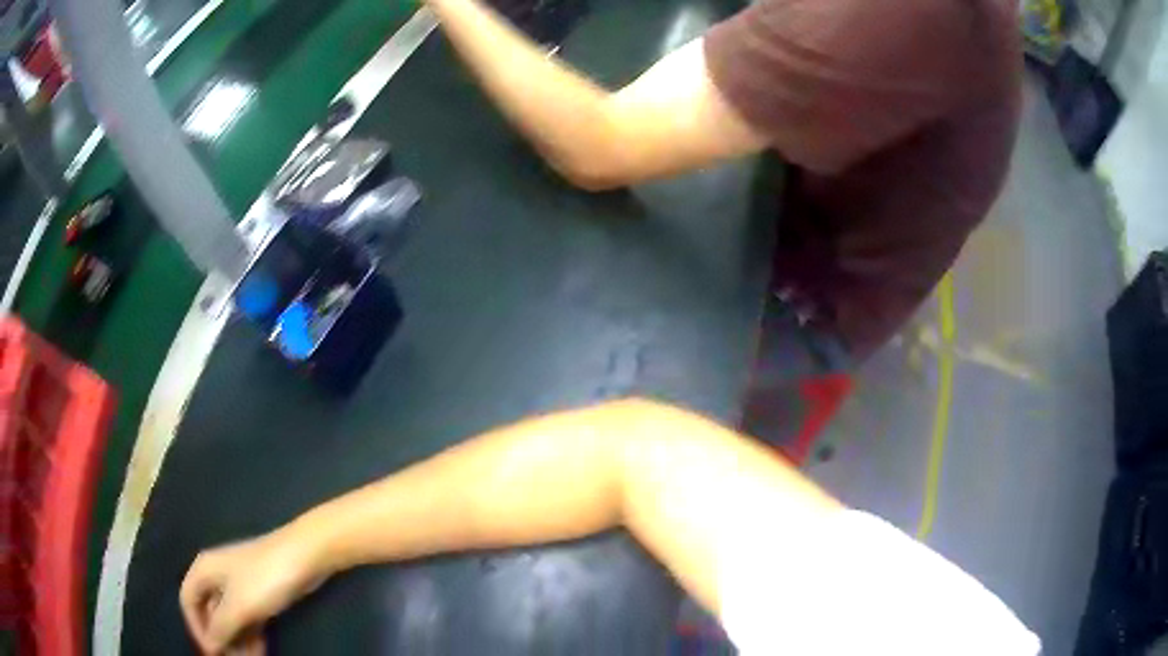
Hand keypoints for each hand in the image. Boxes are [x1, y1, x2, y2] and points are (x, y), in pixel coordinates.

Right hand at [180, 529, 326, 654]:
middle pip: (210, 612)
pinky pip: (248, 619)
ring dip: (237, 641)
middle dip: (220, 639)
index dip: (196, 628)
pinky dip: (251, 636)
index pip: (188, 601)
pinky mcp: (260, 594)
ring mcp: (240, 586)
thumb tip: (209, 646)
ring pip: (231, 619)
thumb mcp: (238, 606)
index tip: (211, 653)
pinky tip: (258, 654)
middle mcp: (217, 577)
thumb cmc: (264, 578)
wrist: (305, 556)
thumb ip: (221, 628)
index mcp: (204, 571)